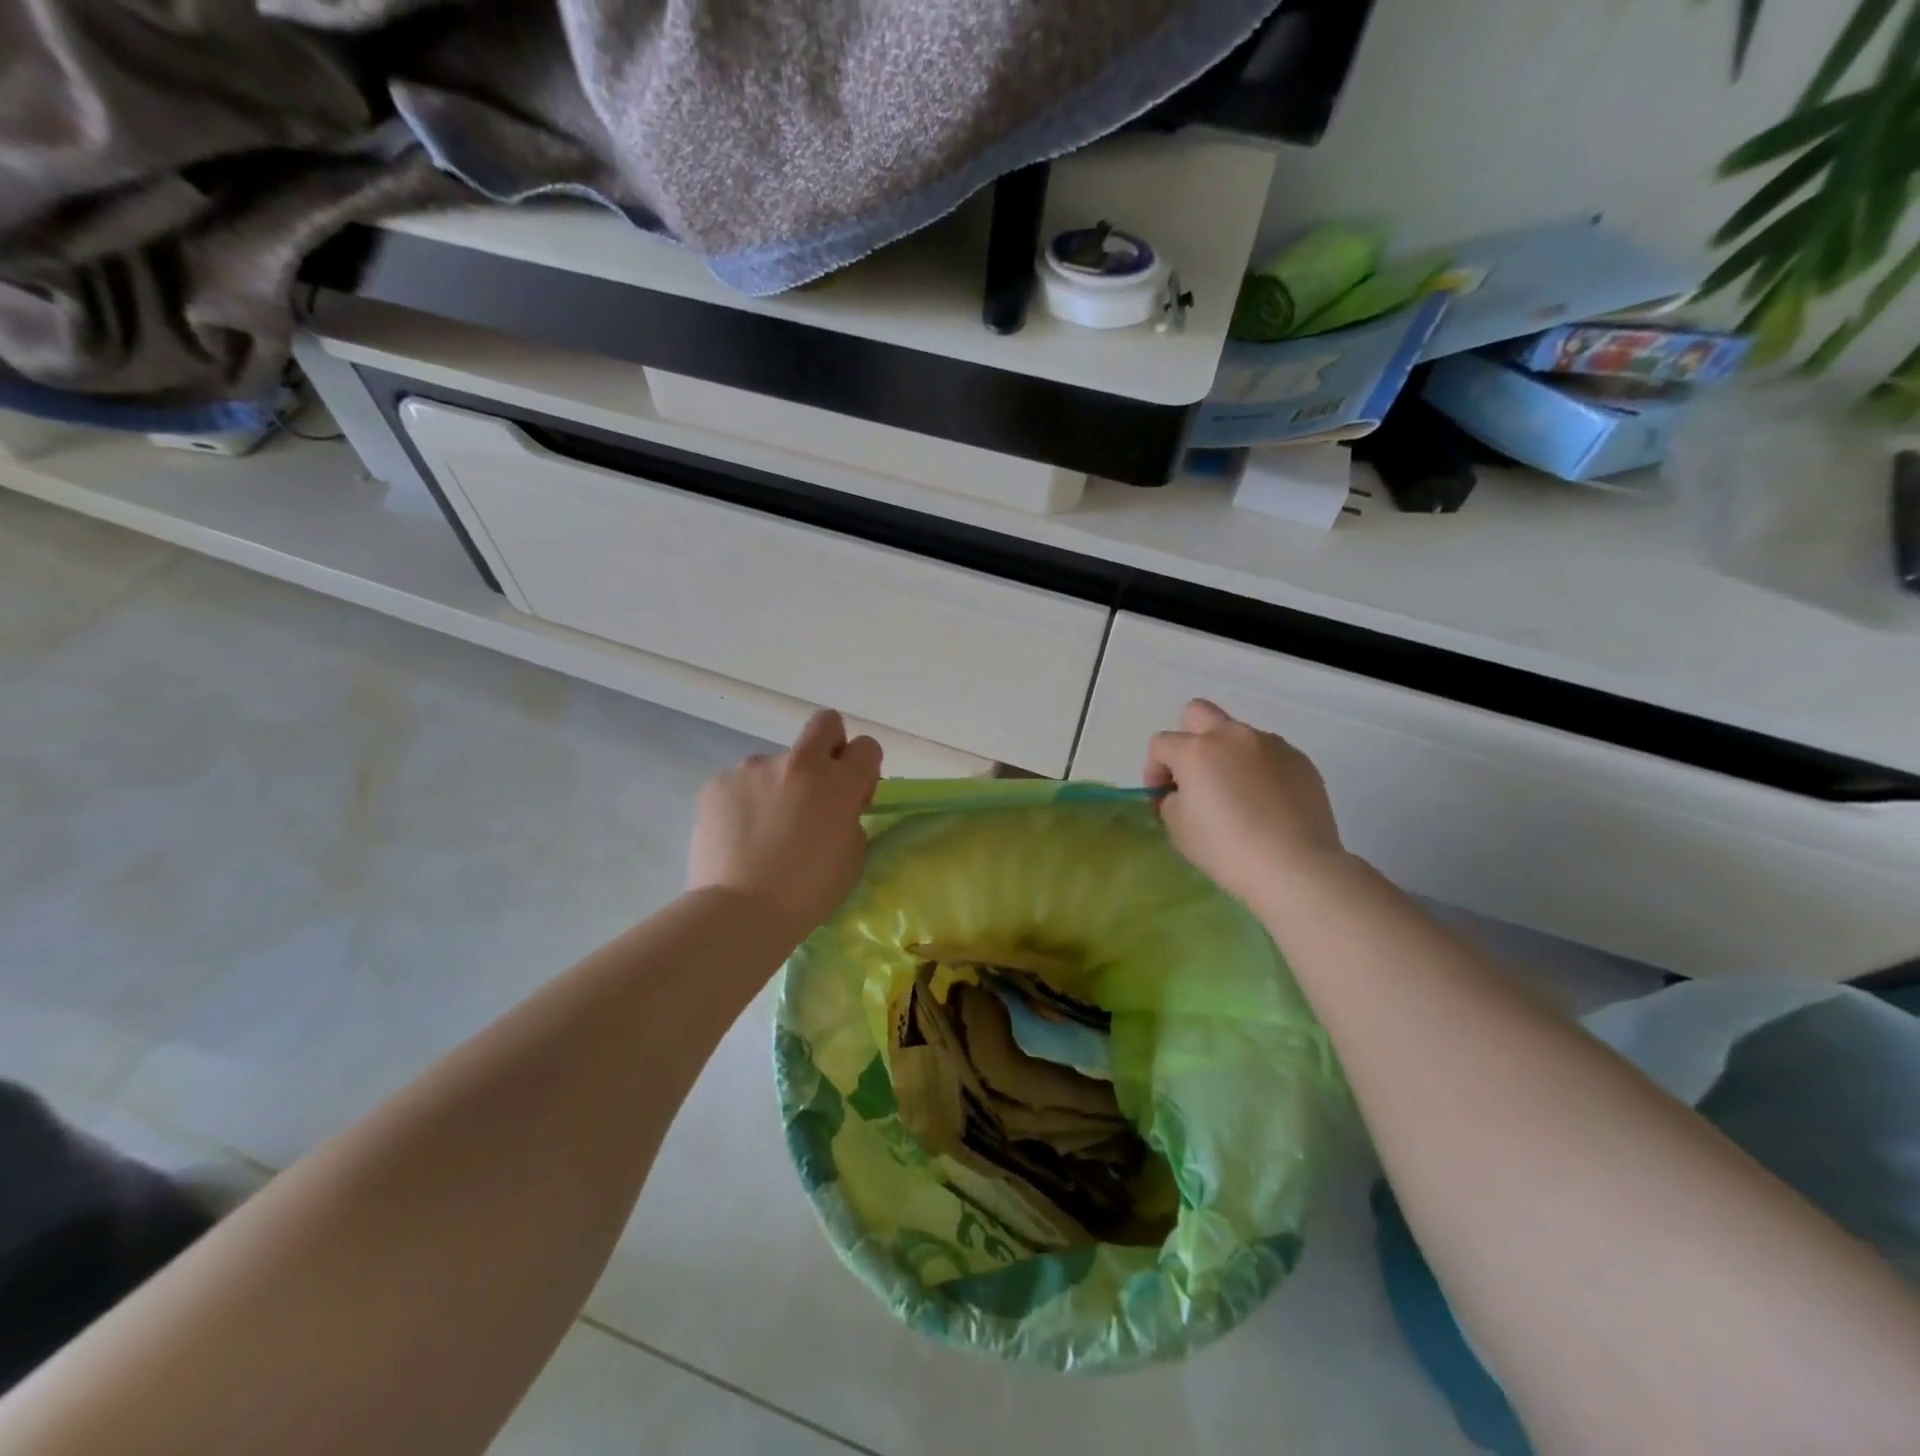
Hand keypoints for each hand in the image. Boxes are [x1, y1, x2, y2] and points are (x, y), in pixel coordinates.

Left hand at [688, 710, 882, 938]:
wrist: (740, 911)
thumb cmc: (808, 892)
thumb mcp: (851, 856)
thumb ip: (849, 818)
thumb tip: (835, 808)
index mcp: (839, 782)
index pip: (867, 747)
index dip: (864, 768)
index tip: (855, 795)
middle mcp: (799, 763)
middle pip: (825, 723)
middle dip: (829, 745)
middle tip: (817, 786)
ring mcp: (754, 768)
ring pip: (776, 764)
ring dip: (778, 786)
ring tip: (763, 830)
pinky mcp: (718, 782)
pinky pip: (740, 784)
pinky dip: (744, 803)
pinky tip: (738, 836)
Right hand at [1143, 699, 1344, 905]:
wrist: (1294, 867)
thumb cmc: (1226, 850)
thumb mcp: (1178, 829)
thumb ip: (1171, 800)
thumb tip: (1181, 792)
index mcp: (1196, 750)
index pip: (1161, 744)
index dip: (1154, 770)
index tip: (1162, 798)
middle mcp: (1232, 736)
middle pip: (1197, 712)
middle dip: (1187, 738)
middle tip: (1193, 774)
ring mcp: (1270, 744)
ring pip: (1237, 734)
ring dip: (1226, 754)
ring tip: (1236, 793)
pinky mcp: (1299, 759)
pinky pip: (1268, 753)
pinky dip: (1258, 769)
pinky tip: (1265, 801)